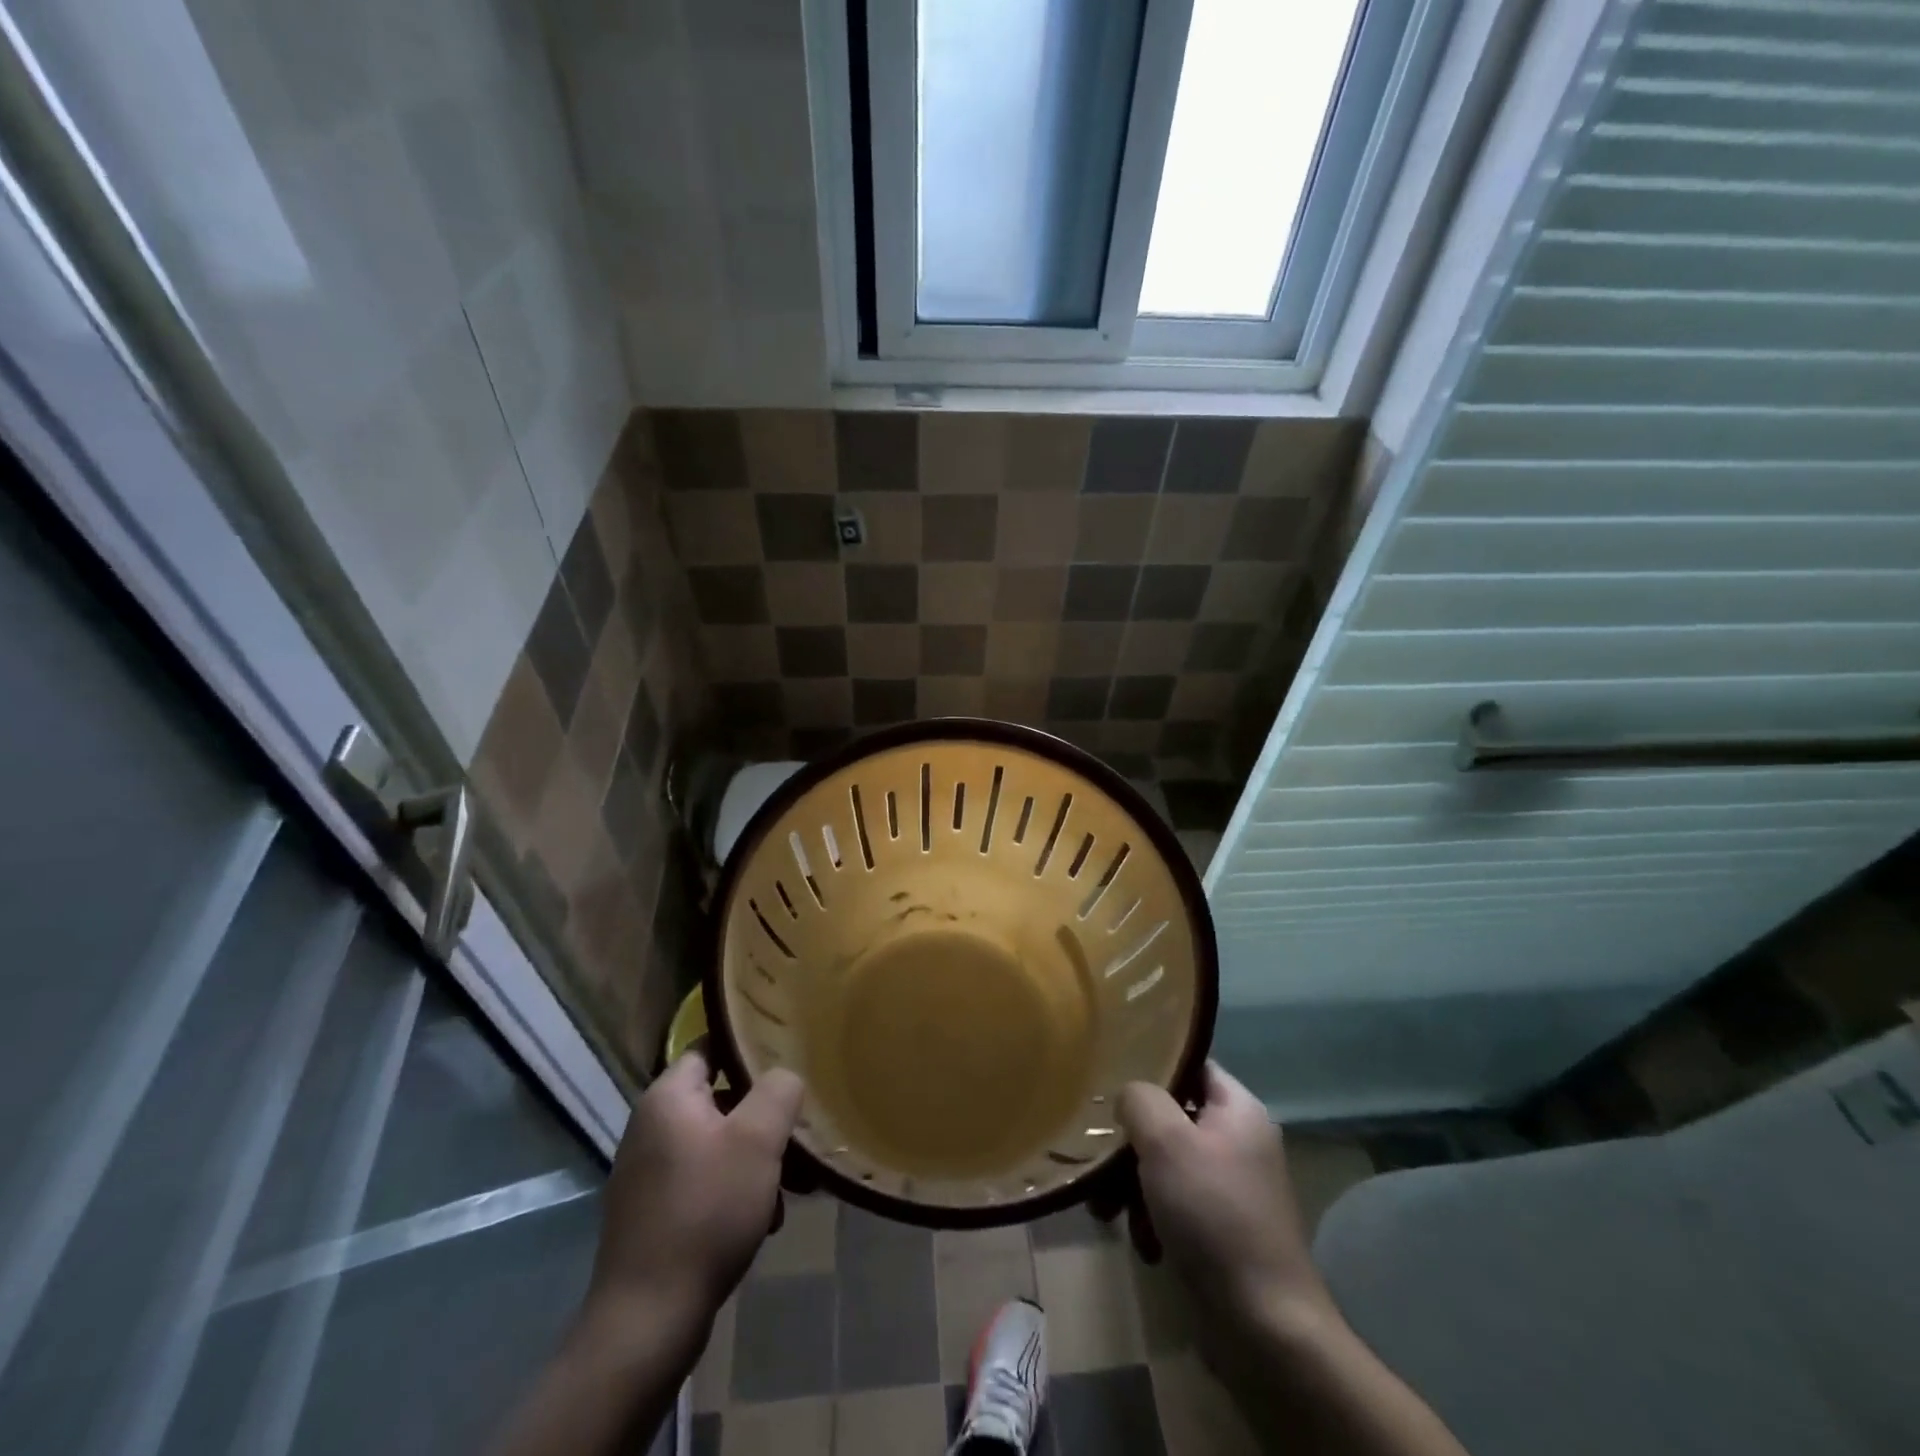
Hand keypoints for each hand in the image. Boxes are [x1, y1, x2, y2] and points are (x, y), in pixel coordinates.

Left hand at [585, 1053, 802, 1341]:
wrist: (647, 1321)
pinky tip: (765, 1221)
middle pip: (720, 1100)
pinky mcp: (653, 1214)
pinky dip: (736, 1191)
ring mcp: (648, 1174)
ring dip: (756, 1160)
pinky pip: (705, 1182)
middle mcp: (650, 1127)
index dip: (749, 1049)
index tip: (788, 1060)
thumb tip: (784, 1076)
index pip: (710, 1047)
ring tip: (793, 1190)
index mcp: (667, 1098)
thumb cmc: (706, 1212)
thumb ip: (778, 1091)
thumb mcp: (757, 1140)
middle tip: (799, 1136)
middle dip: (764, 1117)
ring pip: (717, 1145)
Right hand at [1118, 1062, 1332, 1329]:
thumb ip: (1140, 1099)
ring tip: (1107, 1211)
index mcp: (1238, 1109)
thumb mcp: (1166, 1141)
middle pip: (1171, 1118)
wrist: (1264, 1326)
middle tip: (1101, 1158)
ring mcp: (1232, 1188)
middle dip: (1131, 1141)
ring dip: (1132, 1185)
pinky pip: (1176, 1205)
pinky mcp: (1222, 1230)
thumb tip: (1130, 1096)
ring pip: (1167, 1165)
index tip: (1111, 1078)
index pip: (1190, 1065)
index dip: (1152, 1067)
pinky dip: (1153, 1218)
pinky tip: (1142, 1243)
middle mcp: (1239, 1142)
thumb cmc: (1213, 1214)